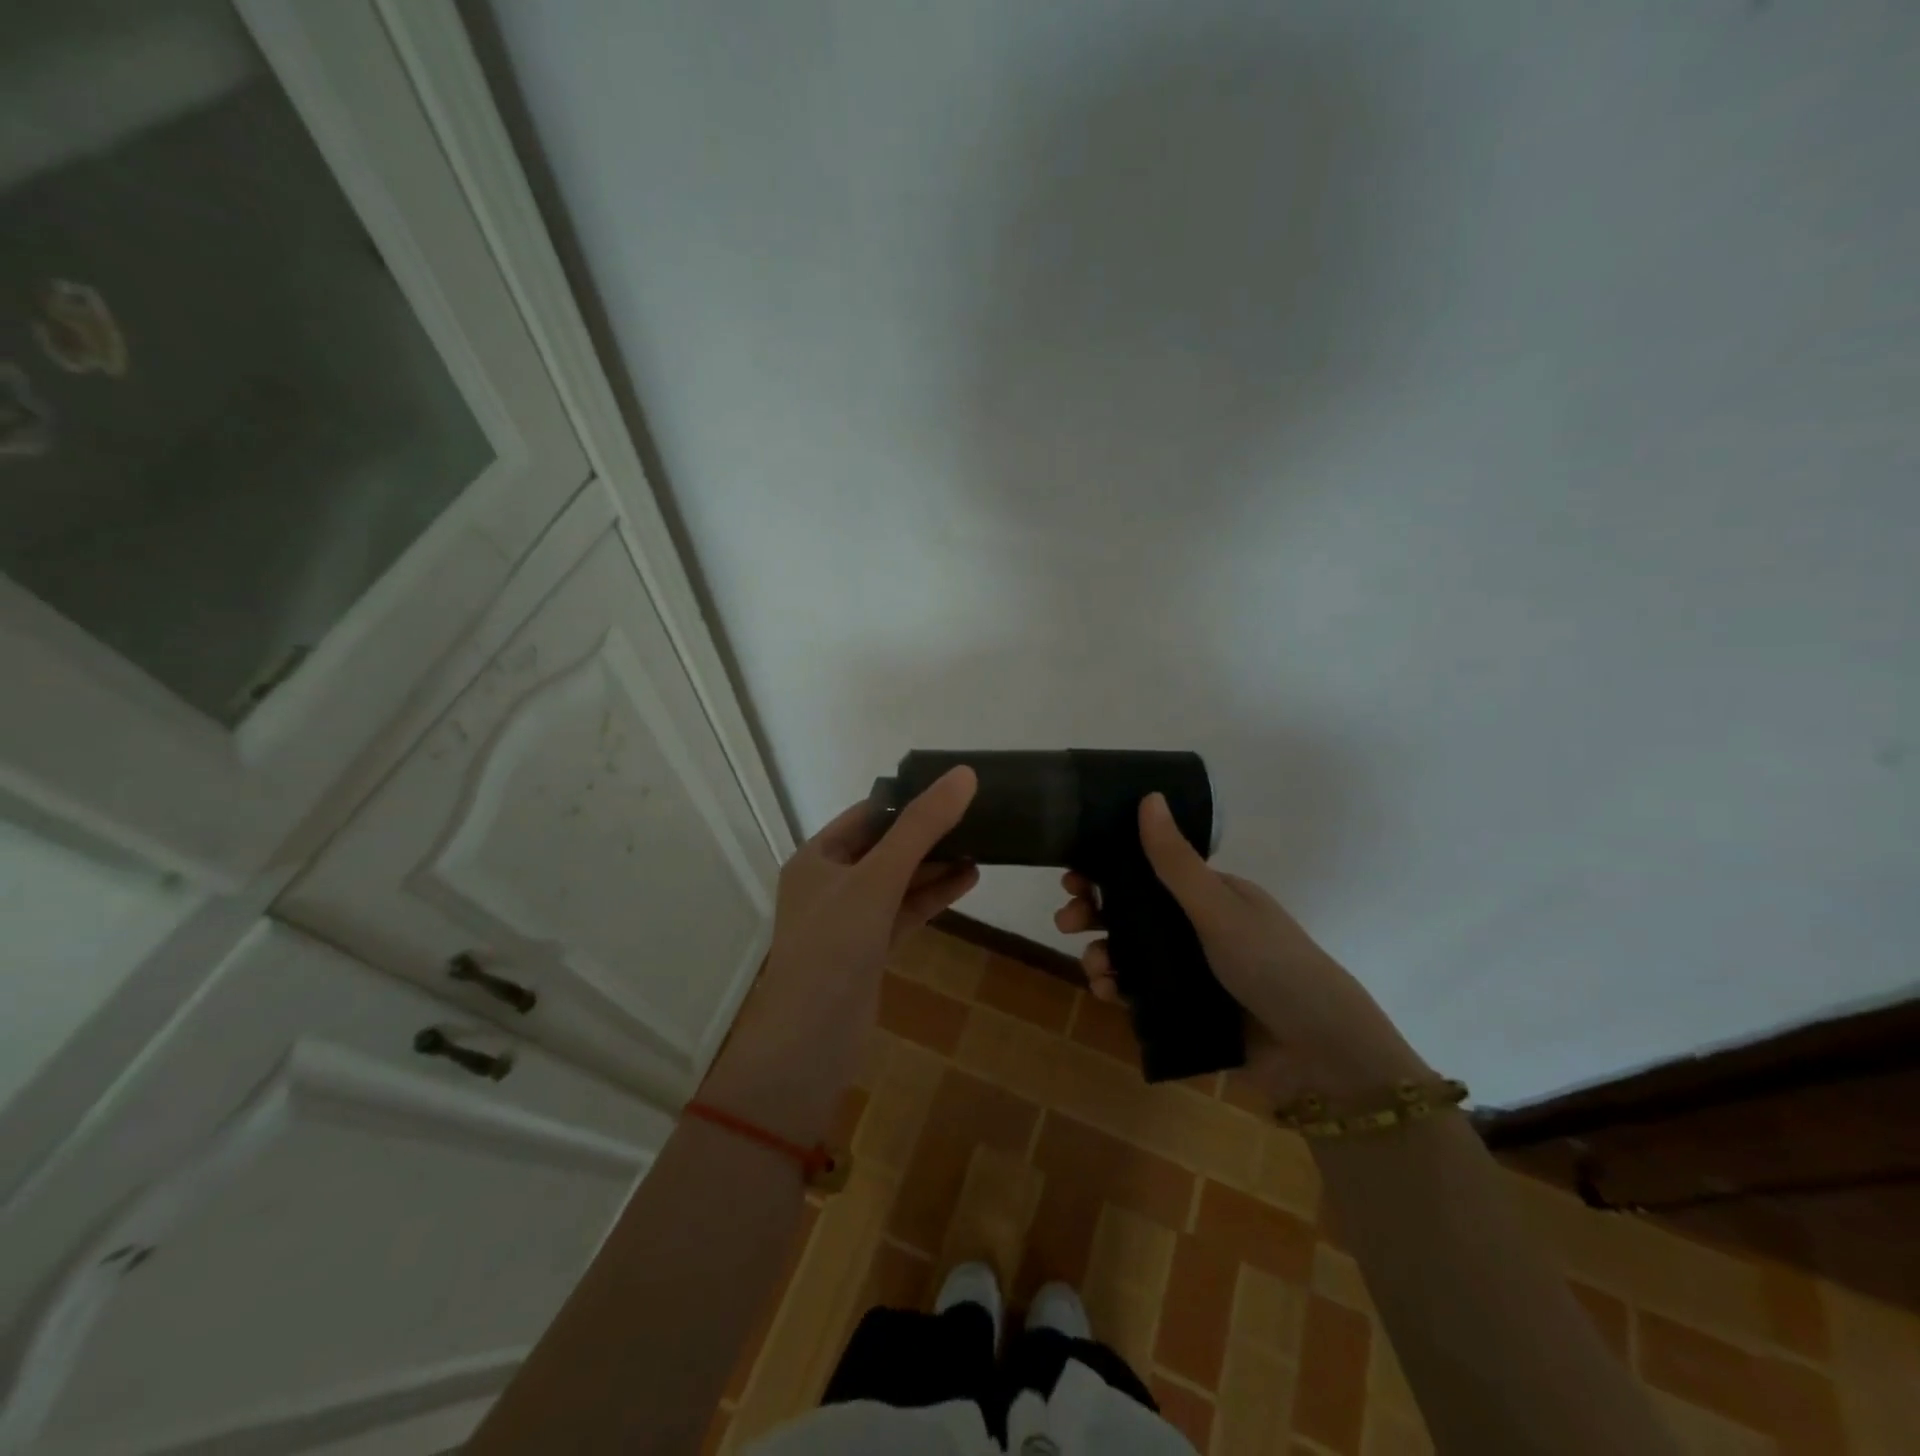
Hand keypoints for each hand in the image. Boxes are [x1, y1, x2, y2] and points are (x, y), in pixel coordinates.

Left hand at [704, 767, 978, 1138]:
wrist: (809, 1044)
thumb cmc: (834, 947)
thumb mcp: (878, 878)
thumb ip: (920, 827)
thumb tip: (963, 775)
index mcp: (817, 858)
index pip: (868, 814)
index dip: (909, 799)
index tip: (953, 789)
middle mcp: (830, 883)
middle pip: (885, 846)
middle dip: (928, 834)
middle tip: (977, 817)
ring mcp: (849, 920)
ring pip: (898, 881)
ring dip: (936, 865)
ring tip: (983, 845)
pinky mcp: (868, 951)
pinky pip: (904, 912)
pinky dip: (932, 897)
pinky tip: (968, 880)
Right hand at [1055, 793, 1428, 1107]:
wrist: (1320, 1054)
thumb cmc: (1271, 965)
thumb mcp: (1219, 909)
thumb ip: (1176, 861)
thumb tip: (1148, 796)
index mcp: (1209, 895)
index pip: (1147, 872)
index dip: (1107, 870)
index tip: (1073, 876)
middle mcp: (1197, 928)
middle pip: (1131, 912)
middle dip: (1094, 912)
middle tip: (1066, 920)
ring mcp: (1191, 971)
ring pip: (1130, 953)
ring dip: (1102, 953)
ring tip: (1093, 966)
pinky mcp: (1186, 1010)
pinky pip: (1139, 992)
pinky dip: (1117, 988)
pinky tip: (1106, 992)